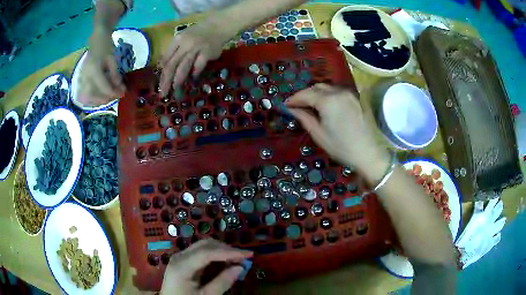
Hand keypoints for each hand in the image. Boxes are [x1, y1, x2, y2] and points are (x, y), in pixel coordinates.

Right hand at [78, 27, 124, 106]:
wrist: (97, 39)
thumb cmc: (106, 46)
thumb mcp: (113, 59)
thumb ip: (115, 75)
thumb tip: (120, 89)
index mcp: (93, 70)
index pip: (103, 88)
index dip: (114, 93)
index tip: (123, 93)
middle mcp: (85, 77)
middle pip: (92, 97)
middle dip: (104, 99)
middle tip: (115, 95)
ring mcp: (81, 79)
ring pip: (86, 98)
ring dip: (97, 101)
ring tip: (109, 96)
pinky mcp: (80, 80)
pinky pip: (83, 95)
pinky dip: (92, 98)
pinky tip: (101, 95)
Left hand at [159, 22, 228, 95]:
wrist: (218, 26)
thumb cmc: (198, 33)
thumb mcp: (183, 38)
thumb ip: (174, 51)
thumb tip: (163, 68)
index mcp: (177, 40)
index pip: (166, 59)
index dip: (162, 73)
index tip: (159, 84)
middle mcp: (185, 44)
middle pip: (172, 65)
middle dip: (166, 81)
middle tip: (163, 93)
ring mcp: (197, 48)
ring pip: (184, 67)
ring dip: (178, 80)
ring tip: (175, 90)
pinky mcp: (208, 53)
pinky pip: (198, 66)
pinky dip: (195, 73)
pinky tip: (193, 79)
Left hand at [160, 239, 252, 294]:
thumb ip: (223, 282)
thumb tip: (240, 267)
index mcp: (182, 266)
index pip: (208, 252)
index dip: (229, 252)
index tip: (249, 254)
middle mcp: (179, 256)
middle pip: (205, 245)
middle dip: (226, 249)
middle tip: (244, 258)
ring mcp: (179, 257)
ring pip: (203, 246)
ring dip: (222, 251)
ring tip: (237, 260)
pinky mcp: (182, 261)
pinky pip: (200, 253)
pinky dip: (215, 255)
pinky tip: (224, 262)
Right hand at [285, 84, 389, 180]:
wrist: (368, 153)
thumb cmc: (341, 147)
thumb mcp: (319, 134)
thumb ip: (304, 117)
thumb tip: (291, 109)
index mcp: (328, 101)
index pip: (306, 94)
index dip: (294, 99)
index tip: (285, 105)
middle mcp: (338, 92)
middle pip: (316, 87)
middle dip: (305, 94)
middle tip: (296, 106)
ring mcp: (348, 94)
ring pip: (327, 87)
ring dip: (316, 93)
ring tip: (309, 105)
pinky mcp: (355, 98)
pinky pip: (336, 91)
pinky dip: (327, 95)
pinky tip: (324, 105)